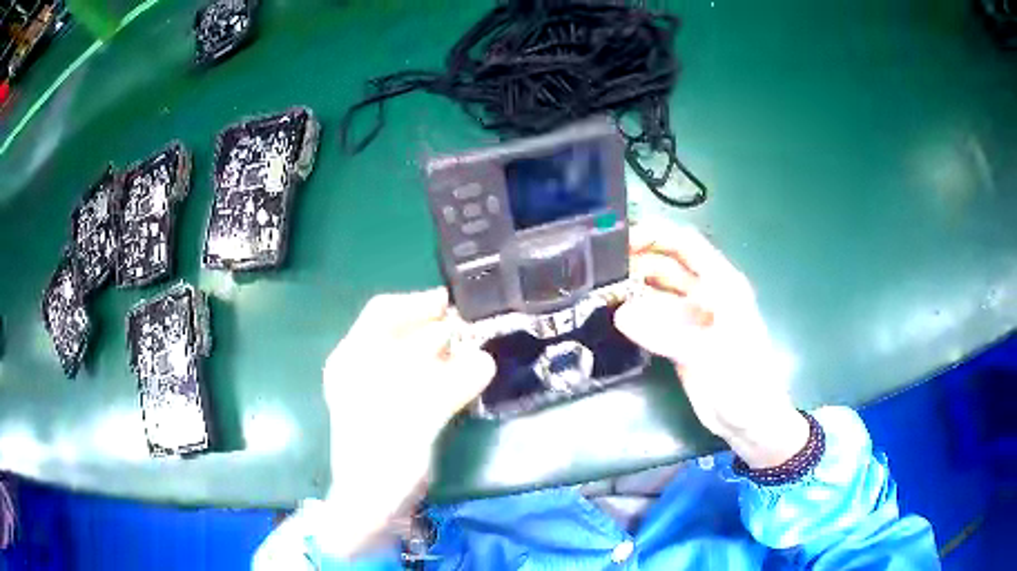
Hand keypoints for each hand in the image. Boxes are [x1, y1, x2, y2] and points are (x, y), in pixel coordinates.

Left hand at [320, 288, 494, 556]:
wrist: (373, 504)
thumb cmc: (382, 456)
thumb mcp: (415, 417)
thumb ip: (451, 384)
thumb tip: (486, 360)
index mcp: (353, 357)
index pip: (384, 312)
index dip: (418, 303)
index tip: (454, 303)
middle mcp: (362, 365)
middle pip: (403, 332)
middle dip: (439, 328)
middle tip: (477, 329)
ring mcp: (379, 387)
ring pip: (415, 355)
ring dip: (445, 350)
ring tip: (478, 350)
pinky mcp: (397, 407)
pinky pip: (423, 378)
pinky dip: (445, 373)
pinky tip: (466, 376)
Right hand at [614, 220, 808, 468]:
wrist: (751, 421)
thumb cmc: (744, 382)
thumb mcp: (710, 355)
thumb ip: (666, 333)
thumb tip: (620, 314)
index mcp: (722, 285)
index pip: (686, 245)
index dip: (656, 235)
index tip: (620, 240)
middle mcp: (705, 294)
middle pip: (668, 264)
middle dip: (637, 260)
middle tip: (598, 268)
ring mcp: (692, 318)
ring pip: (658, 291)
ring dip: (633, 288)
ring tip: (599, 290)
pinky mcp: (680, 341)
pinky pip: (653, 319)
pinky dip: (635, 315)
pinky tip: (612, 315)